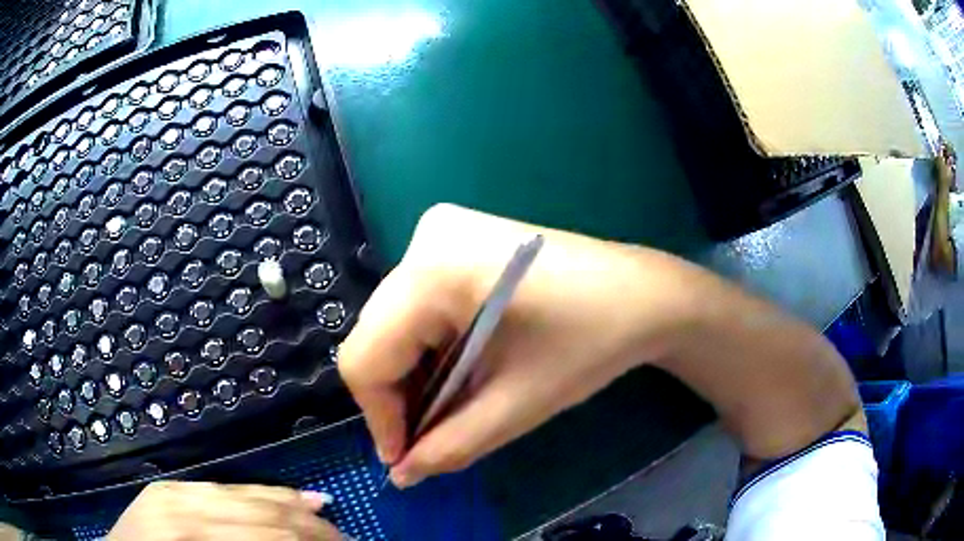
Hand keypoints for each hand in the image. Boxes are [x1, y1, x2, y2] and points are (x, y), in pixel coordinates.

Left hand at [107, 481, 340, 539]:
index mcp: (193, 537)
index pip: (270, 536)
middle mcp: (184, 507)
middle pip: (261, 513)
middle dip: (310, 527)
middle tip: (345, 537)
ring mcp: (173, 491)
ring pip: (244, 493)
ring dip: (291, 505)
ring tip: (326, 512)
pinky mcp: (168, 487)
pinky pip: (221, 486)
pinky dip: (258, 492)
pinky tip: (284, 495)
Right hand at [339, 204, 699, 487]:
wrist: (641, 294)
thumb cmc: (590, 346)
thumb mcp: (515, 406)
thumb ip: (447, 447)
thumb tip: (400, 474)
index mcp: (434, 269)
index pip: (366, 357)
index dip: (378, 417)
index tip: (404, 459)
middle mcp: (425, 238)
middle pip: (377, 337)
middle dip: (395, 397)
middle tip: (426, 439)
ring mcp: (440, 231)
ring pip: (394, 322)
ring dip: (412, 373)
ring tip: (446, 407)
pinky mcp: (455, 238)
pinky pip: (416, 303)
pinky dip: (427, 345)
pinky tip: (458, 368)